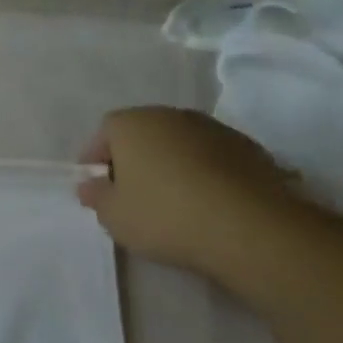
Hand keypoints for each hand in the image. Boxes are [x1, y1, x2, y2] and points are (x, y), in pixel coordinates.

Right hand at [76, 107, 301, 279]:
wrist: (250, 227)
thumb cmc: (165, 215)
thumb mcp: (113, 215)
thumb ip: (95, 195)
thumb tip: (92, 185)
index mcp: (133, 123)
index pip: (104, 133)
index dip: (96, 159)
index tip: (96, 187)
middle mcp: (172, 115)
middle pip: (143, 134)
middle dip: (133, 159)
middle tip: (130, 194)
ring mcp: (215, 129)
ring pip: (180, 144)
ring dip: (170, 165)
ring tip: (171, 201)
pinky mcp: (250, 149)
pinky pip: (211, 158)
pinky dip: (203, 173)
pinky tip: (205, 203)